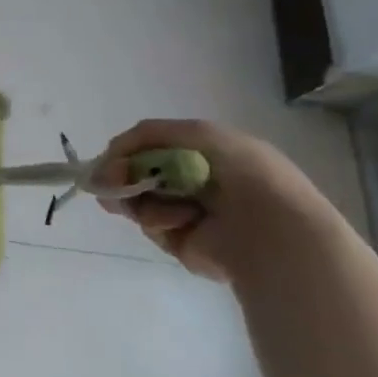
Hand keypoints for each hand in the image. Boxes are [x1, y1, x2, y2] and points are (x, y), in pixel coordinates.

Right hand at [93, 119, 337, 283]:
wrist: (271, 227)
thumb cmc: (241, 172)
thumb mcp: (196, 133)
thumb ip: (146, 136)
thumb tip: (106, 161)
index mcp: (205, 155)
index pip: (152, 149)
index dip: (127, 153)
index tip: (109, 161)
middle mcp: (195, 182)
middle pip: (138, 175)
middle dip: (122, 177)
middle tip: (110, 184)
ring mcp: (187, 214)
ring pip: (139, 201)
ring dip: (142, 200)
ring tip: (162, 203)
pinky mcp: (183, 243)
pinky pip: (153, 227)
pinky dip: (160, 221)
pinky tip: (182, 221)